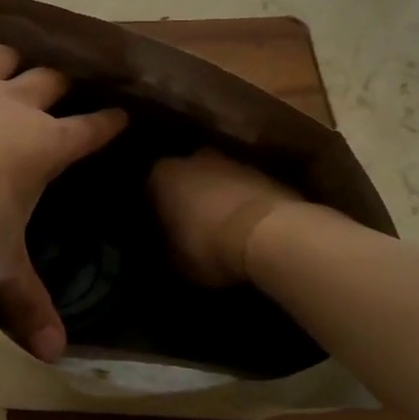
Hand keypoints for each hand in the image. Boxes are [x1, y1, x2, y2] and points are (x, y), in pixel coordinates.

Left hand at [0, 23, 125, 360]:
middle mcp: (16, 102)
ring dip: (14, 57)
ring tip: (16, 60)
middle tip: (66, 84)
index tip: (122, 114)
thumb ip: (27, 303)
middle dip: (63, 82)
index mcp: (44, 145)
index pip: (91, 130)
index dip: (109, 122)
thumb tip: (56, 355)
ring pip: (5, 54)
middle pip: (52, 81)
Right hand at [148, 150, 300, 286]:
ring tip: (219, 227)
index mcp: (162, 175)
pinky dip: (240, 202)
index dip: (153, 211)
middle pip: (183, 178)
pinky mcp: (262, 172)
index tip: (158, 230)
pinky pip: (241, 188)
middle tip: (188, 226)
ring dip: (215, 198)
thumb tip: (166, 247)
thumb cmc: (209, 245)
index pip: (148, 190)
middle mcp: (193, 158)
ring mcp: (231, 161)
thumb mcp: (177, 261)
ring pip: (214, 179)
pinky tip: (244, 226)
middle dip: (185, 197)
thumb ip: (166, 248)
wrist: (271, 233)